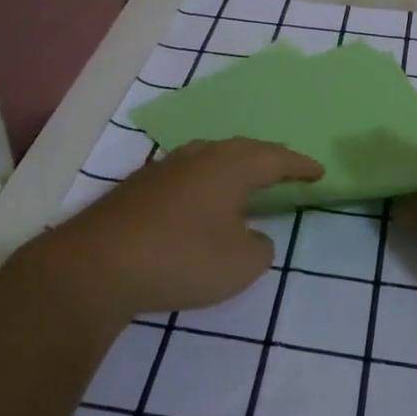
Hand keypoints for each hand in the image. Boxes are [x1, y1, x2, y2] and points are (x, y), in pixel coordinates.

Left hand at [11, 138, 322, 326]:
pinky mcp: (137, 187)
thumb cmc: (182, 259)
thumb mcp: (241, 264)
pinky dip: (205, 181)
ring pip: (209, 156)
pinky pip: (186, 173)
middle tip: (286, 169)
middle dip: (268, 158)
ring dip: (233, 165)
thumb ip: (259, 247)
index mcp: (230, 167)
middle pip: (241, 149)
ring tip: (245, 179)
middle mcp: (199, 157)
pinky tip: (200, 199)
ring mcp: (164, 168)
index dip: (300, 165)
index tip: (319, 172)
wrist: (97, 266)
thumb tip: (251, 235)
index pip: (275, 158)